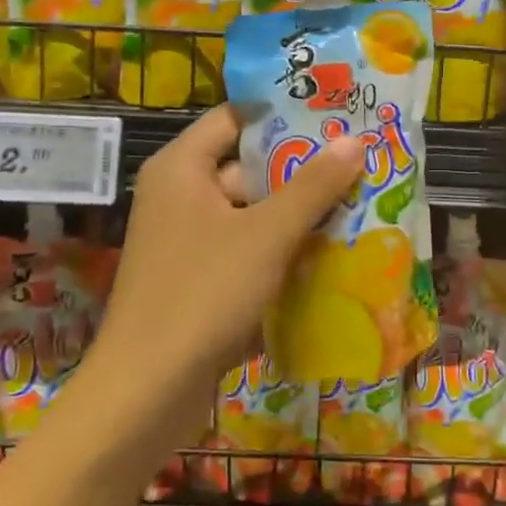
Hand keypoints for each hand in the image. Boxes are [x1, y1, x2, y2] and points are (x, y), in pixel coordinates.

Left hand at [92, 104, 363, 430]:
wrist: (147, 391)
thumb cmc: (204, 294)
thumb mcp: (267, 234)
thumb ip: (312, 186)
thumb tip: (355, 140)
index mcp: (182, 168)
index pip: (234, 117)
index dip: (282, 114)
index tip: (333, 114)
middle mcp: (180, 195)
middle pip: (247, 166)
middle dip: (301, 169)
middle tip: (358, 163)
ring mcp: (187, 240)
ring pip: (250, 212)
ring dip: (297, 214)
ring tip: (358, 205)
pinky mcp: (197, 279)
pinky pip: (245, 249)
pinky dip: (280, 249)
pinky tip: (329, 255)